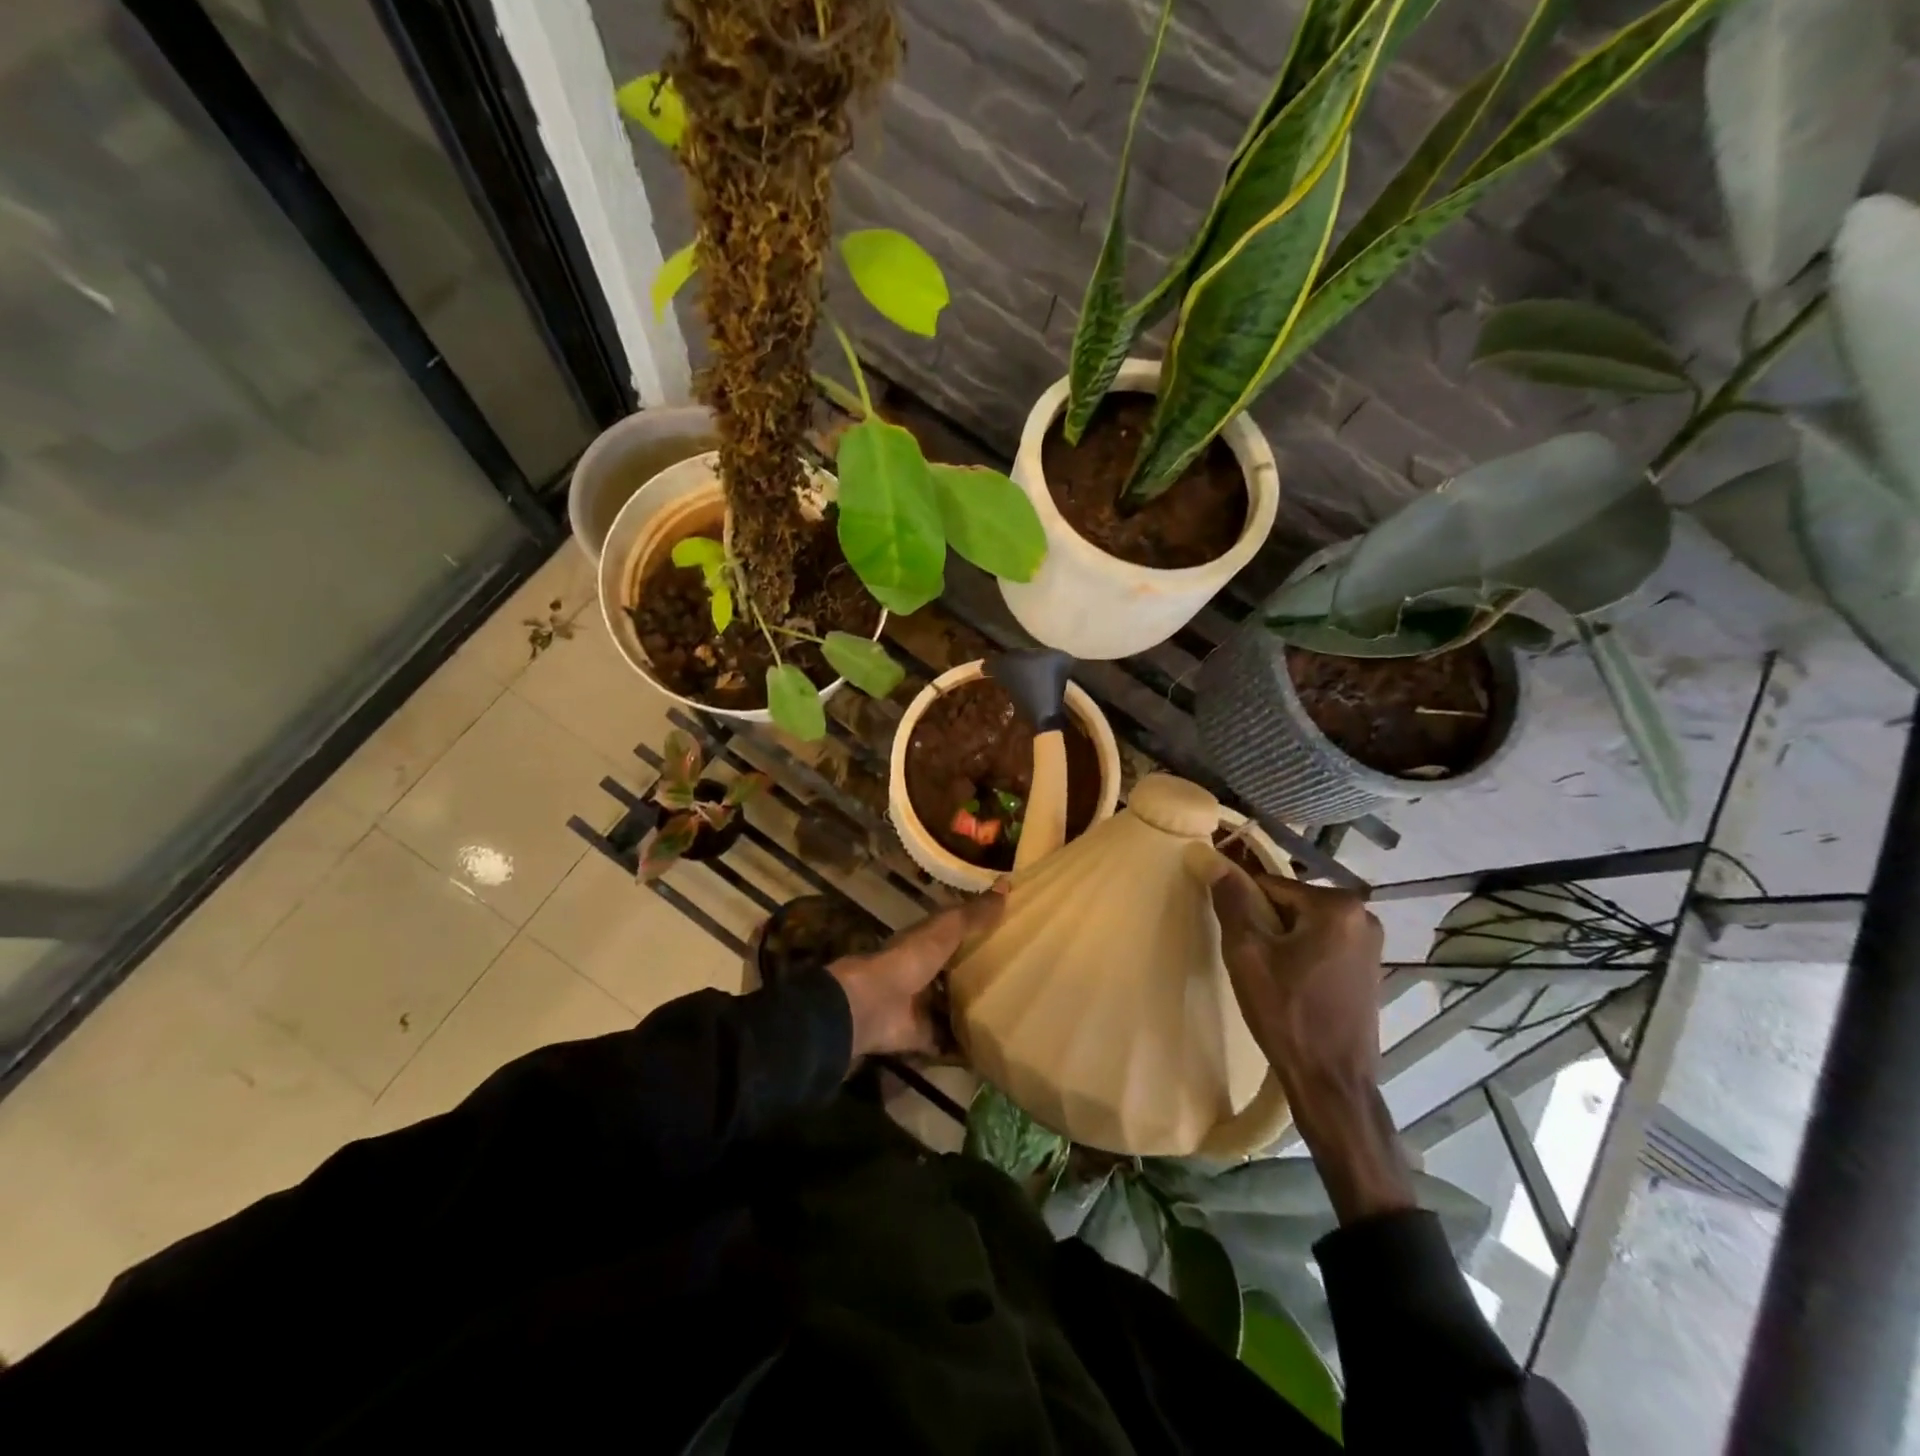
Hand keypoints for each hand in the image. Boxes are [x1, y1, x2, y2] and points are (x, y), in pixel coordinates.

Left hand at [829, 885, 1007, 1062]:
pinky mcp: (924, 1036)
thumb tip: (1007, 882)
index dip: (980, 934)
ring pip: (955, 1008)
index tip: (1012, 936)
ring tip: (1016, 1016)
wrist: (874, 1004)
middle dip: (983, 977)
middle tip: (1024, 981)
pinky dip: (967, 1048)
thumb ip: (973, 914)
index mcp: (928, 945)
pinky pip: (950, 1043)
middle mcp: (925, 974)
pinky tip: (994, 1048)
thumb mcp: (945, 930)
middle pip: (957, 974)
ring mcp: (924, 1007)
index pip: (957, 936)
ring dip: (976, 1012)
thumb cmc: (909, 959)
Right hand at [1194, 848, 1384, 1093]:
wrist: (1332, 1082)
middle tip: (1252, 963)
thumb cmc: (1287, 1014)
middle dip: (1265, 925)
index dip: (1245, 909)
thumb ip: (1231, 901)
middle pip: (1290, 904)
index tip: (1237, 940)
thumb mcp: (1247, 954)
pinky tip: (1292, 988)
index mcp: (1338, 905)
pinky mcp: (1370, 970)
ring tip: (1270, 978)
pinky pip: (1323, 946)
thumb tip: (1212, 859)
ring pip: (1306, 926)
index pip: (1270, 885)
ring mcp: (1371, 944)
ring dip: (1283, 943)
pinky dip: (1303, 957)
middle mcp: (1363, 916)